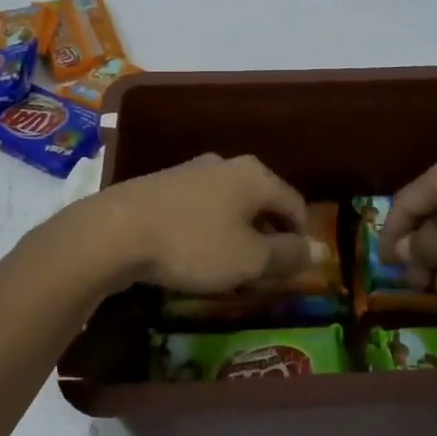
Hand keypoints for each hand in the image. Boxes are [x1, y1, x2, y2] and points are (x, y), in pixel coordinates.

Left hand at [80, 154, 315, 294]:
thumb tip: (321, 250)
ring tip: (229, 266)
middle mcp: (227, 164)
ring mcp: (192, 171)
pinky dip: (207, 229)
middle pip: (262, 201)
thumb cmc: (194, 244)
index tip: (295, 270)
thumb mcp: (249, 259)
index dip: (302, 238)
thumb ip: (287, 255)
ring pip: (230, 204)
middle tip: (264, 271)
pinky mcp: (163, 184)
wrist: (116, 230)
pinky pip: (200, 208)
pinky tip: (194, 252)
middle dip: (268, 235)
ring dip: (236, 233)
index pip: (295, 204)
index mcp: (255, 175)